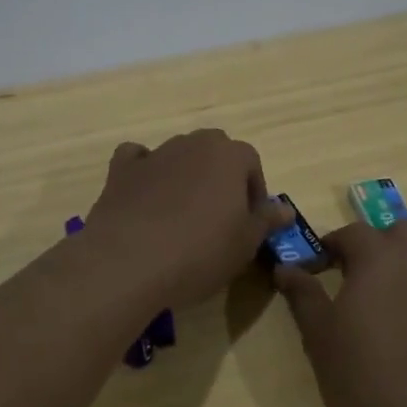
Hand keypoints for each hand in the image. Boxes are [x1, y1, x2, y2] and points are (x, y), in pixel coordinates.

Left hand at [84, 131, 289, 306]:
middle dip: (220, 177)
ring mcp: (155, 154)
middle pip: (214, 152)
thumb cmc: (200, 252)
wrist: (129, 262)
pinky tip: (145, 197)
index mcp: (229, 155)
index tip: (249, 222)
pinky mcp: (121, 170)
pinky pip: (137, 160)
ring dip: (185, 177)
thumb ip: (266, 221)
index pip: (251, 162)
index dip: (253, 192)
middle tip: (218, 218)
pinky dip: (144, 171)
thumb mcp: (245, 244)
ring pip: (179, 156)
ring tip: (181, 217)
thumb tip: (285, 209)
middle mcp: (192, 144)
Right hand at [274, 219, 406, 406]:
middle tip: (354, 275)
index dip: (332, 244)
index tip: (316, 264)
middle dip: (378, 243)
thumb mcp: (320, 337)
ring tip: (379, 310)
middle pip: (402, 232)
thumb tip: (286, 268)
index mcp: (380, 259)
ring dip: (401, 270)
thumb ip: (303, 295)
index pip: (354, 232)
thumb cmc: (364, 377)